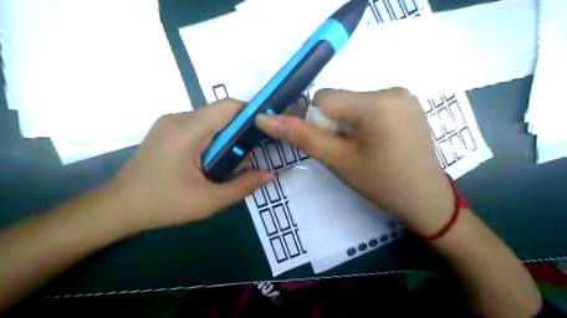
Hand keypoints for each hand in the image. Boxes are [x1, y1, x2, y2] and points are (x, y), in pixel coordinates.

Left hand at [105, 101, 277, 233]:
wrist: (118, 208)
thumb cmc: (162, 204)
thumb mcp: (208, 201)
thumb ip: (243, 186)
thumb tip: (271, 175)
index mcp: (186, 131)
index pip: (228, 107)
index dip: (251, 113)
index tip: (265, 130)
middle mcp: (177, 118)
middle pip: (220, 113)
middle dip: (239, 130)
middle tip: (249, 154)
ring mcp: (169, 122)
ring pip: (210, 119)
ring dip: (226, 135)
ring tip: (230, 161)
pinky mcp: (167, 130)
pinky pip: (199, 125)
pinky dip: (213, 138)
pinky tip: (212, 159)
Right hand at [257, 88, 452, 234]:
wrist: (425, 200)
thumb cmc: (379, 183)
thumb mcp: (337, 160)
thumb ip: (301, 137)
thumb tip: (263, 119)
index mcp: (376, 103)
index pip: (324, 98)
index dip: (318, 122)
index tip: (332, 145)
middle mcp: (393, 89)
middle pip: (341, 99)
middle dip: (335, 123)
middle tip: (349, 150)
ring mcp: (405, 95)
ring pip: (355, 102)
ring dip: (350, 122)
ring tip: (365, 147)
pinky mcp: (410, 103)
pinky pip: (372, 104)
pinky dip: (365, 120)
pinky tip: (378, 141)